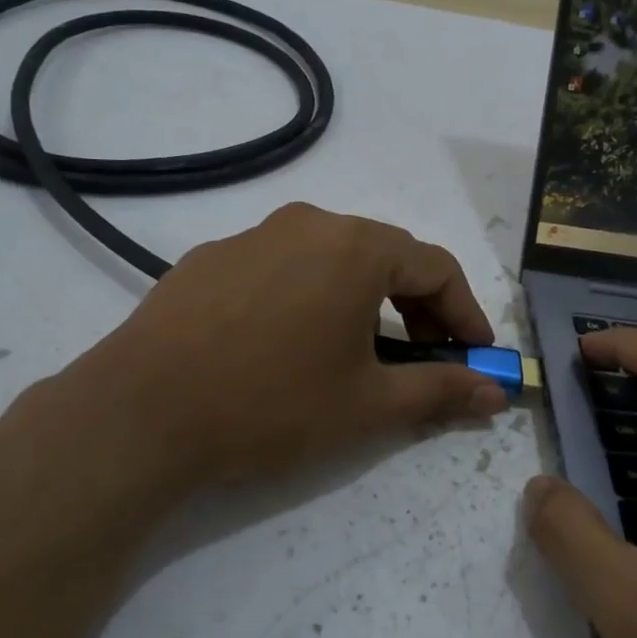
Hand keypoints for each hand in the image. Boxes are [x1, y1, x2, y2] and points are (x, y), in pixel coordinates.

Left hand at [69, 204, 506, 493]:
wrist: (140, 414)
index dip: (466, 312)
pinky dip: (310, 297)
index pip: (436, 267)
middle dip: (417, 306)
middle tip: (425, 356)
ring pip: (331, 259)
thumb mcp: (367, 405)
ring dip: (363, 300)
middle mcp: (307, 224)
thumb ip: (441, 390)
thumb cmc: (271, 405)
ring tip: (359, 351)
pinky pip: (282, 268)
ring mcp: (252, 236)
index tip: (477, 353)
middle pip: (385, 256)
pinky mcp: (210, 258)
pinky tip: (290, 343)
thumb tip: (497, 392)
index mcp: (355, 247)